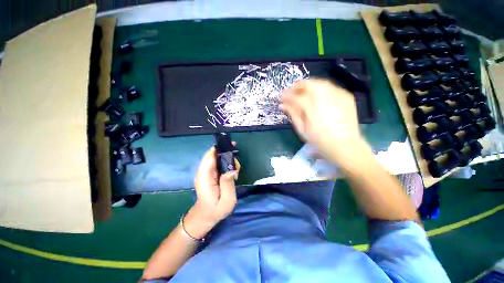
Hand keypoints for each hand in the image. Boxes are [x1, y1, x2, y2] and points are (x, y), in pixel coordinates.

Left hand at [184, 146, 238, 238]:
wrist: (205, 216)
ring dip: (228, 160)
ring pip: (217, 158)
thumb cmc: (215, 210)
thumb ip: (228, 185)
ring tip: (236, 170)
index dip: (219, 149)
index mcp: (205, 177)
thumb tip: (232, 170)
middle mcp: (204, 172)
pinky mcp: (210, 174)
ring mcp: (207, 173)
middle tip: (237, 164)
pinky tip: (233, 171)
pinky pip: (218, 164)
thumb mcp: (226, 201)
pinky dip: (227, 163)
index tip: (231, 146)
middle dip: (227, 154)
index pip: (209, 157)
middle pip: (214, 155)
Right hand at [281, 79, 366, 162]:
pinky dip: (321, 89)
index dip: (287, 95)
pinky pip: (331, 88)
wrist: (345, 145)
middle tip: (292, 91)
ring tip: (303, 92)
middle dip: (298, 86)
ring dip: (309, 85)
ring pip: (320, 83)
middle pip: (308, 84)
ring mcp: (337, 95)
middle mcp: (324, 97)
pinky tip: (318, 96)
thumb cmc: (319, 140)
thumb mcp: (302, 129)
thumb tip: (283, 105)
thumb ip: (292, 114)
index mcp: (311, 108)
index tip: (282, 96)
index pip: (295, 97)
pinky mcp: (346, 97)